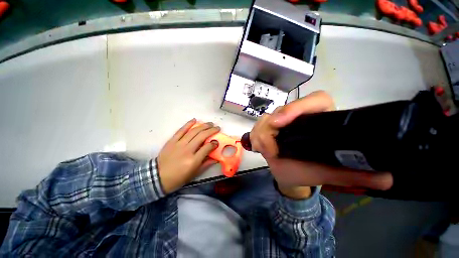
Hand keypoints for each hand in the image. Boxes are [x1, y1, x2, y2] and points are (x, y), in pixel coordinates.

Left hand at [157, 119, 219, 193]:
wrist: (157, 177)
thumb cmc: (178, 178)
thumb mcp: (194, 174)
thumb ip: (206, 164)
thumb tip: (216, 158)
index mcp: (193, 160)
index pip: (207, 148)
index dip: (214, 144)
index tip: (217, 142)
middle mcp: (187, 150)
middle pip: (202, 136)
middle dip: (211, 130)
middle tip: (217, 128)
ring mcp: (178, 144)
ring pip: (193, 131)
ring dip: (203, 126)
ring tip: (210, 123)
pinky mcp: (171, 141)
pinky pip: (181, 130)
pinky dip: (188, 124)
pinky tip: (195, 120)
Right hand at [249, 91, 392, 198]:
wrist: (290, 174)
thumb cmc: (308, 172)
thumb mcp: (330, 174)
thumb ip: (355, 174)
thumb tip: (387, 177)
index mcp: (320, 120)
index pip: (315, 100)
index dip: (297, 107)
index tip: (280, 123)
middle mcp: (299, 117)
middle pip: (282, 110)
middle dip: (270, 128)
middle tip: (269, 150)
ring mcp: (281, 121)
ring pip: (266, 118)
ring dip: (261, 134)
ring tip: (265, 151)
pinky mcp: (269, 127)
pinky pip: (257, 125)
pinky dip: (255, 136)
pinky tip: (259, 147)